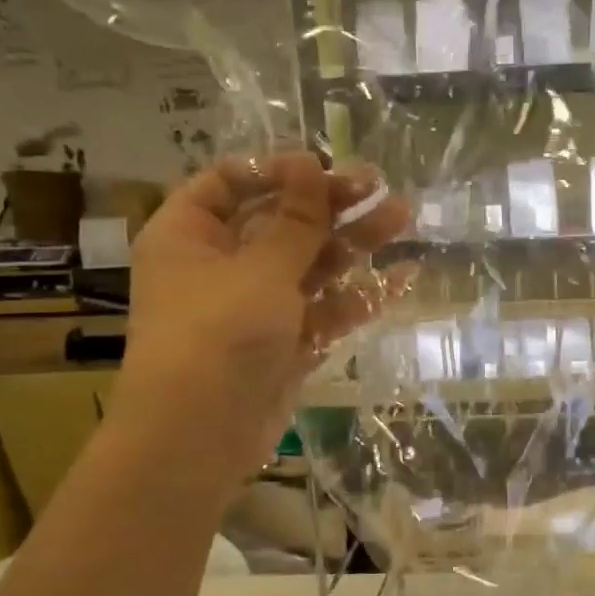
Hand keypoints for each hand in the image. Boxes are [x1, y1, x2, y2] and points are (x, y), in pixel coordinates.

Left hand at [108, 153, 411, 476]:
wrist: (201, 435)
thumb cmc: (219, 333)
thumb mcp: (261, 268)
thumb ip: (296, 218)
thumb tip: (310, 160)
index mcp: (190, 235)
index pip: (229, 184)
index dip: (277, 172)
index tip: (325, 168)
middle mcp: (220, 266)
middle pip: (280, 223)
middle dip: (331, 206)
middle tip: (380, 188)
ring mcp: (256, 307)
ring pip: (310, 265)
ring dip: (354, 243)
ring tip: (403, 218)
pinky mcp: (286, 342)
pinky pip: (324, 309)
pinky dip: (359, 295)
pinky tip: (403, 276)